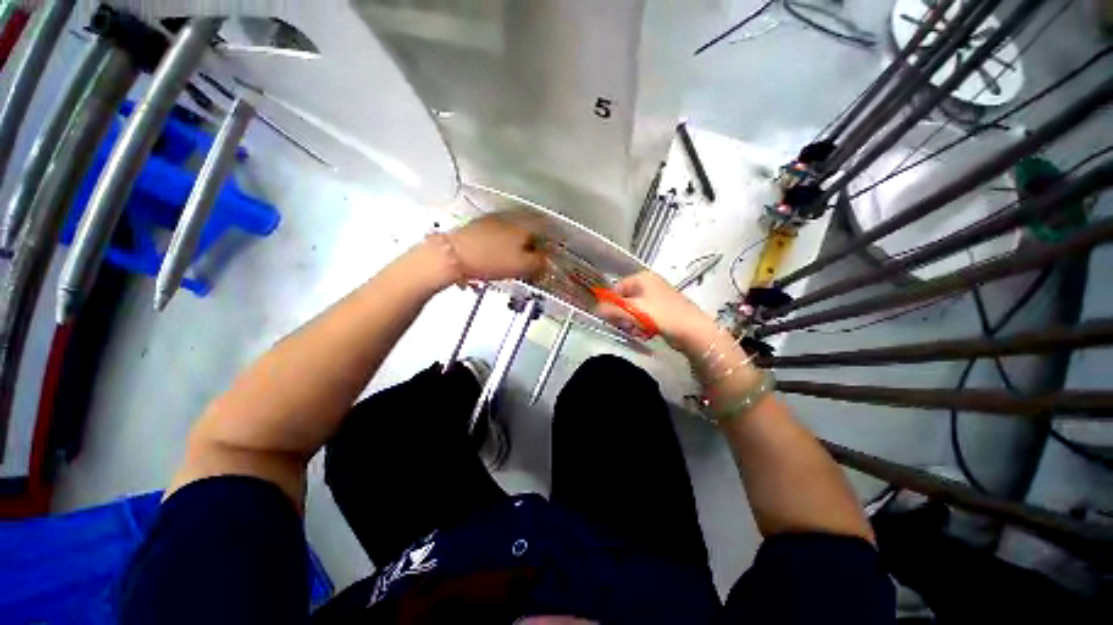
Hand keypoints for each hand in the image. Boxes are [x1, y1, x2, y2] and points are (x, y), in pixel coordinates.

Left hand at [446, 214, 544, 281]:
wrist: (453, 255)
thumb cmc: (491, 260)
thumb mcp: (522, 266)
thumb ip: (539, 262)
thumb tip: (546, 259)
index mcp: (525, 225)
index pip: (546, 229)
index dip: (550, 243)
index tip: (549, 254)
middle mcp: (511, 218)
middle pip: (530, 229)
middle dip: (534, 243)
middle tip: (534, 258)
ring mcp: (494, 220)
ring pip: (515, 230)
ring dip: (519, 243)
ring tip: (516, 258)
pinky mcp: (480, 225)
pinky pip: (500, 233)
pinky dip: (504, 242)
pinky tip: (500, 253)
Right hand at [594, 271, 718, 350]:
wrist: (693, 331)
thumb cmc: (662, 315)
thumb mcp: (633, 310)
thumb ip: (611, 309)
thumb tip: (595, 309)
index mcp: (642, 278)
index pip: (616, 287)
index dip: (610, 302)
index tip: (607, 317)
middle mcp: (649, 284)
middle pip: (624, 300)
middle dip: (622, 315)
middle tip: (624, 325)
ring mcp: (657, 298)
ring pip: (633, 310)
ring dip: (630, 322)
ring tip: (636, 330)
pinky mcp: (662, 311)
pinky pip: (643, 317)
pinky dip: (641, 325)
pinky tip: (644, 333)